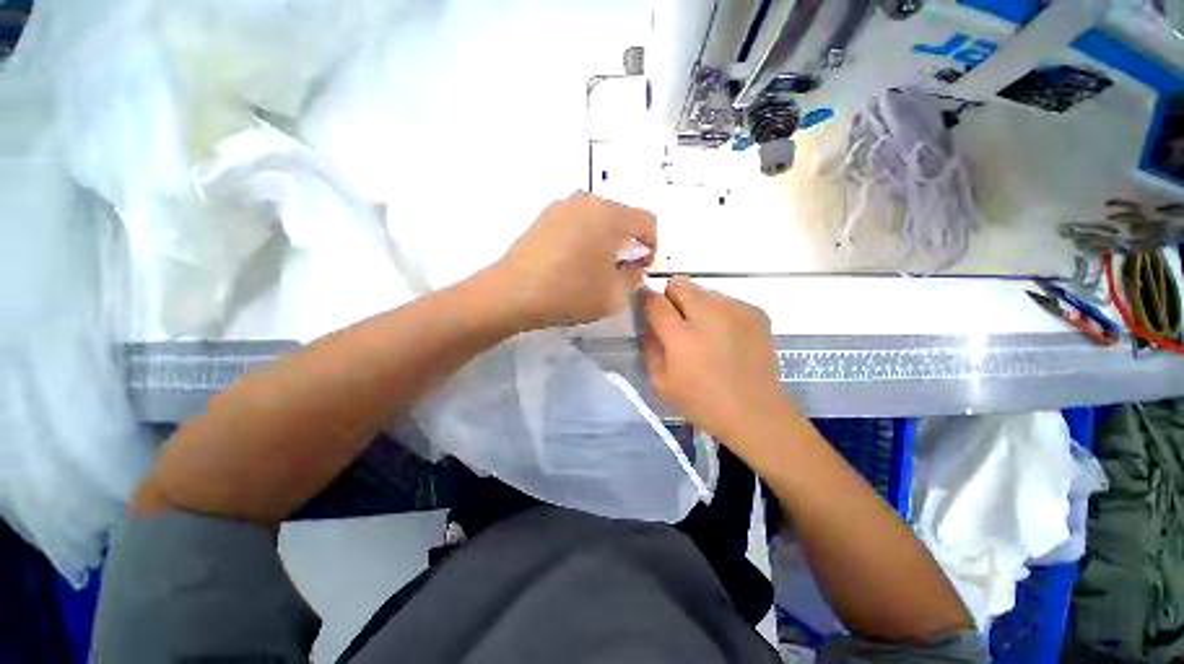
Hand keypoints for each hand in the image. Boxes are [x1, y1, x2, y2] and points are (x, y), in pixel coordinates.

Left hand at [495, 192, 656, 328]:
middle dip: (628, 241)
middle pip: (621, 215)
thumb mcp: (613, 295)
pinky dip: (584, 236)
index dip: (651, 243)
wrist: (513, 293)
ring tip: (595, 265)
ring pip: (597, 218)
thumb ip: (633, 278)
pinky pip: (576, 221)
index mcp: (609, 215)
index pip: (647, 220)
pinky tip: (573, 261)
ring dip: (605, 238)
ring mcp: (562, 206)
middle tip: (620, 268)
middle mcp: (587, 201)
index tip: (642, 266)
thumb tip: (634, 267)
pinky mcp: (544, 216)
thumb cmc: (570, 293)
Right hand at [641, 277, 794, 444]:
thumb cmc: (702, 403)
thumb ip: (650, 347)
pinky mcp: (755, 312)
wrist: (755, 413)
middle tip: (676, 319)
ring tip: (704, 331)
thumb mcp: (661, 383)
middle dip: (671, 296)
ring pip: (704, 290)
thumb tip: (649, 324)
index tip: (645, 303)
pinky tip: (726, 336)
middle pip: (680, 284)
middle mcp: (708, 316)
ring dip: (697, 304)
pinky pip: (726, 300)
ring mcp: (735, 311)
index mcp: (681, 337)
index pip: (655, 301)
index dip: (646, 298)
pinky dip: (719, 312)